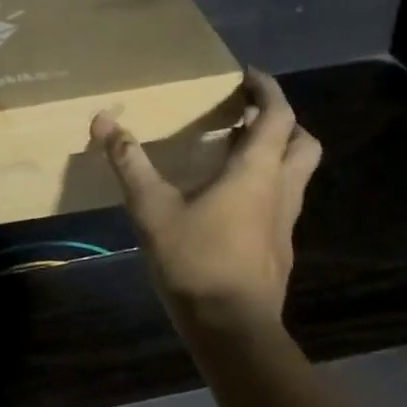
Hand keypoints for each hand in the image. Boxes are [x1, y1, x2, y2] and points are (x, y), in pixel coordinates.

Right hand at [92, 67, 321, 333]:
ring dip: (277, 154)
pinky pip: (282, 201)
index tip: (247, 75)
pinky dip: (267, 186)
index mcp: (257, 172)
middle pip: (303, 142)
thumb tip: (103, 120)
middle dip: (283, 121)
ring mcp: (285, 223)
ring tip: (236, 151)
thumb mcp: (152, 208)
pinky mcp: (279, 248)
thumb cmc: (196, 261)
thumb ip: (129, 162)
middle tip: (247, 115)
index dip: (268, 90)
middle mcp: (281, 191)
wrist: (233, 331)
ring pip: (297, 174)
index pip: (279, 116)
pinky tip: (230, 200)